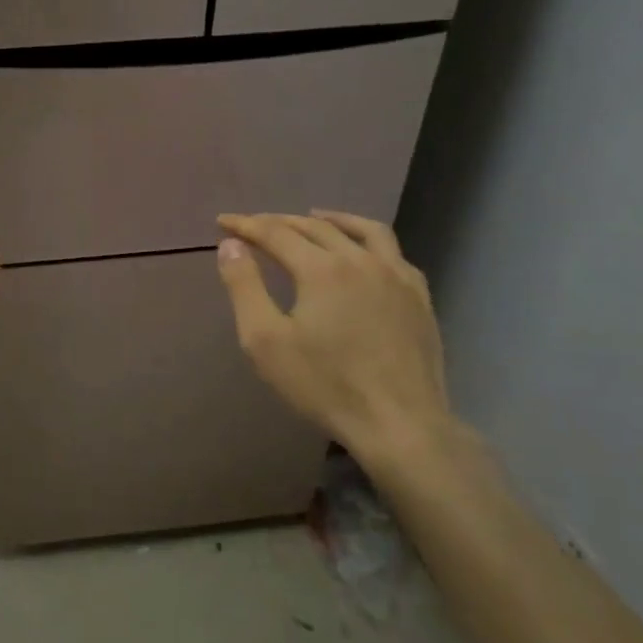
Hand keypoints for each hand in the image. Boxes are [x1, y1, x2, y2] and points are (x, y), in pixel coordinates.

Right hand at [216, 209, 451, 464]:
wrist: (400, 424)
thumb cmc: (324, 385)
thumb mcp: (265, 341)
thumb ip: (244, 287)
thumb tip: (231, 245)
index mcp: (322, 269)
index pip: (275, 233)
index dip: (245, 225)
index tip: (223, 222)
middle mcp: (361, 260)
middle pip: (315, 227)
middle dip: (279, 222)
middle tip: (254, 225)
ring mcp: (397, 277)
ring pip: (363, 230)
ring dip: (332, 219)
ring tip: (312, 217)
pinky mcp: (420, 298)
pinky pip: (394, 253)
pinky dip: (368, 242)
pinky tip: (363, 254)